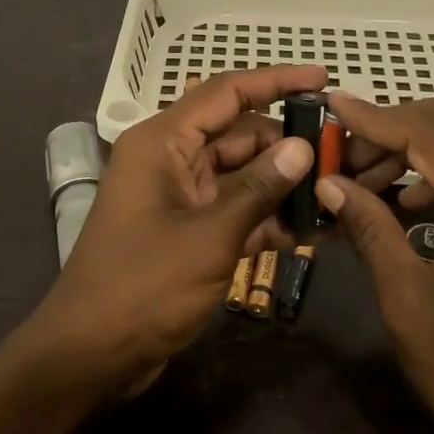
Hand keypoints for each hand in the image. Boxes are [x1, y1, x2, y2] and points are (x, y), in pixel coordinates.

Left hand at [30, 66, 325, 393]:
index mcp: (162, 143)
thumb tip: (302, 147)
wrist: (92, 354)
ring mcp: (179, 198)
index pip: (225, 93)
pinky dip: (266, 218)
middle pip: (237, 135)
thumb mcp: (210, 235)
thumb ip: (259, 188)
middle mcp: (170, 161)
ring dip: (282, 184)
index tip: (322, 78)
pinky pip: (234, 211)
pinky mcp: (188, 233)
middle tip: (341, 152)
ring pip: (240, 175)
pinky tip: (310, 229)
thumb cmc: (144, 285)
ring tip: (336, 190)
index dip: (275, 81)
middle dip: (286, 143)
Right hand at [317, 93, 433, 433]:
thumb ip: (369, 228)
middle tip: (345, 152)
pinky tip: (408, 200)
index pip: (432, 134)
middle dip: (395, 124)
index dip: (376, 117)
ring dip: (417, 144)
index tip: (331, 105)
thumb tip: (328, 182)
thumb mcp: (406, 299)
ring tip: (366, 178)